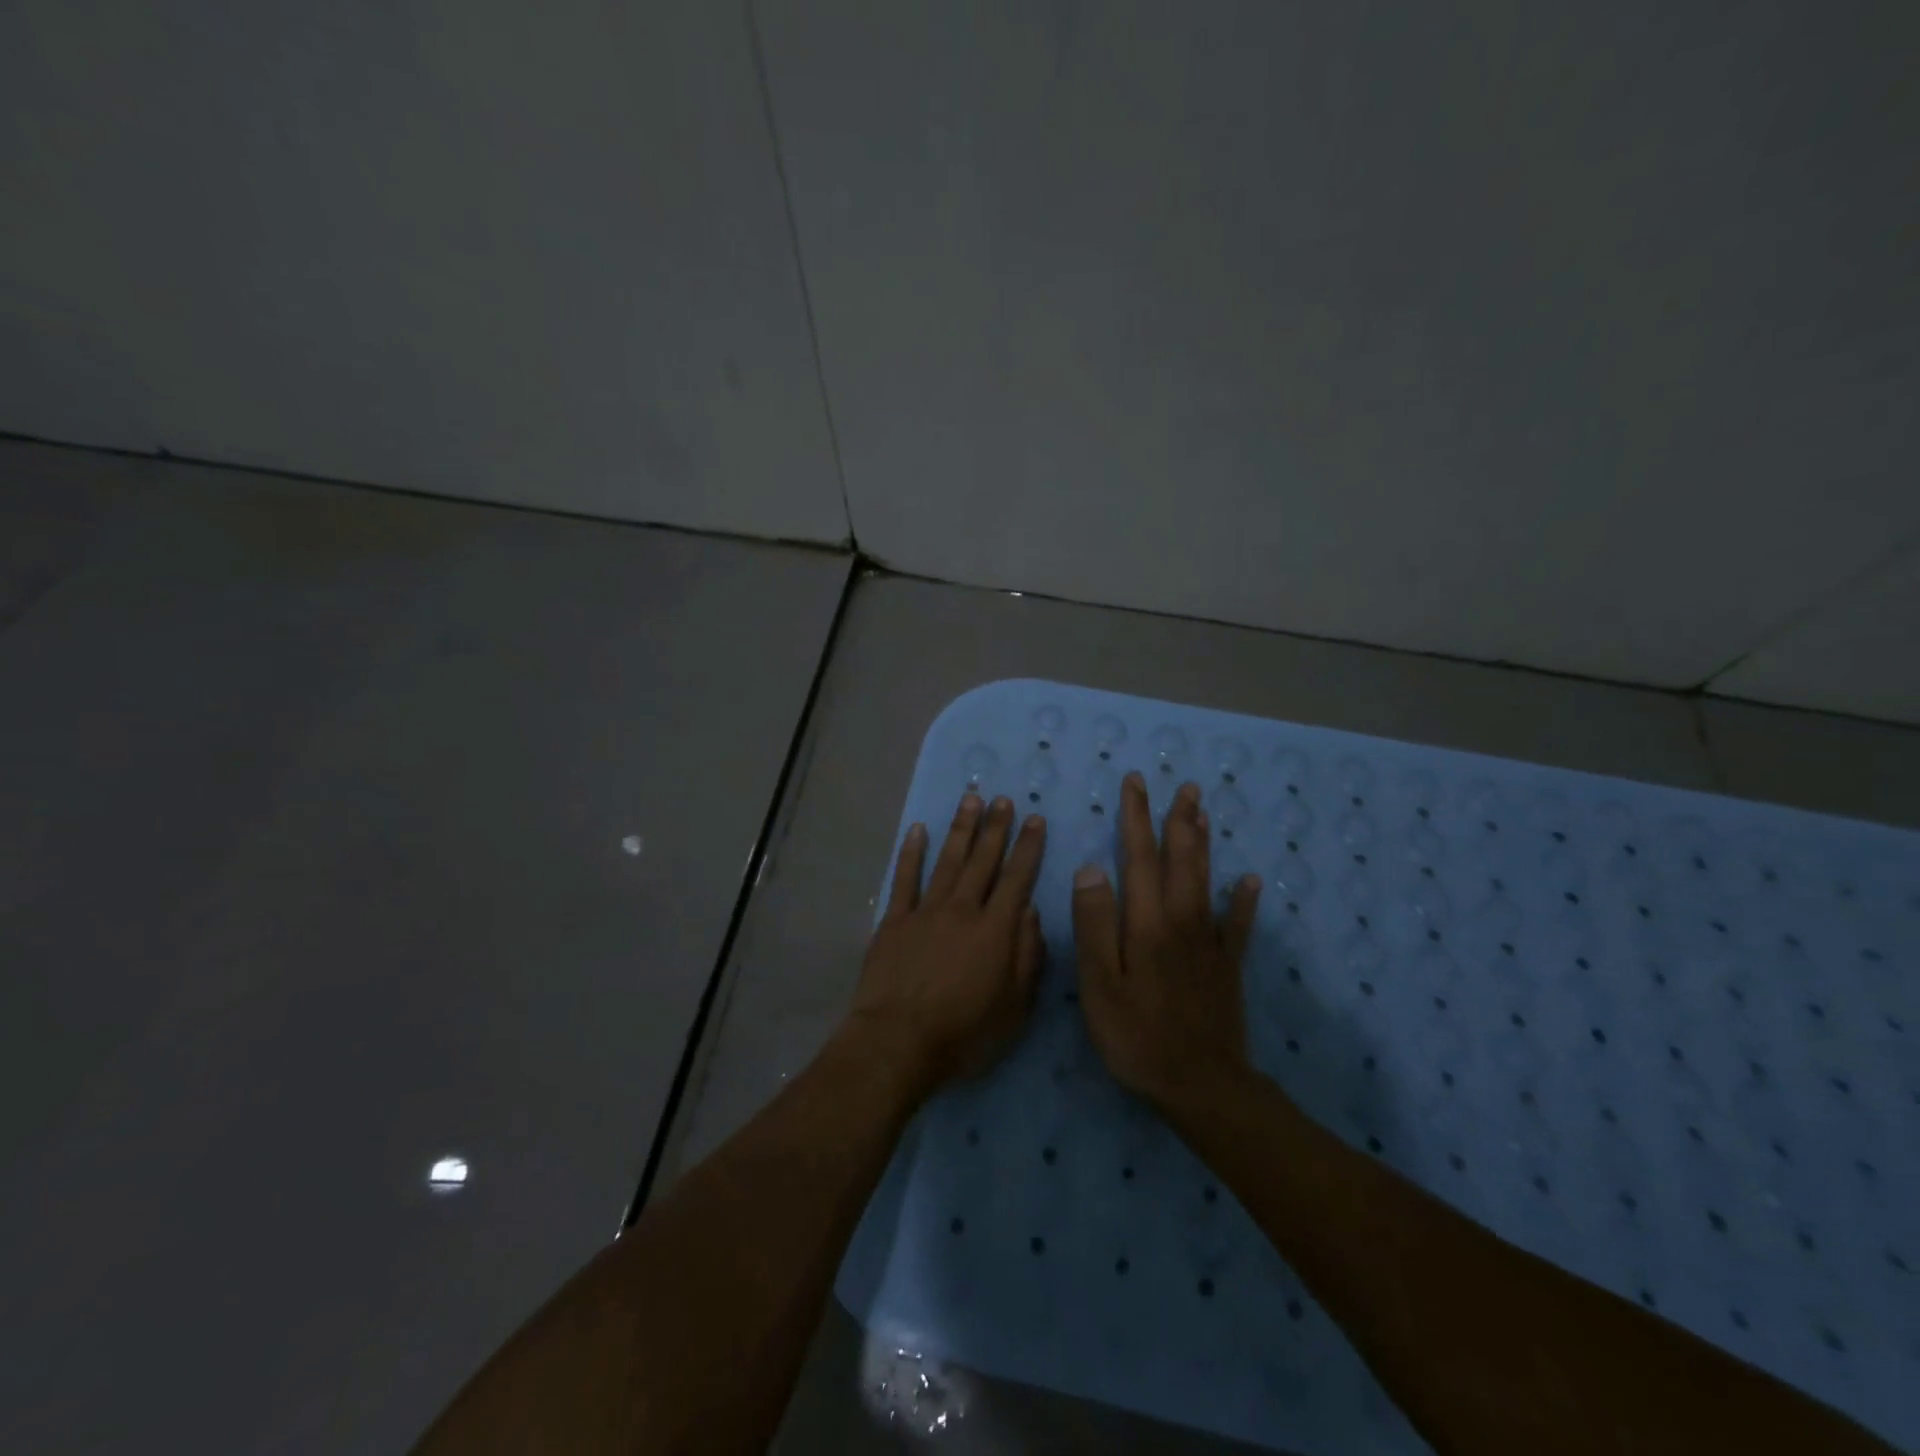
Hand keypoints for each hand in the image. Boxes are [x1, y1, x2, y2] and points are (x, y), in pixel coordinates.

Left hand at [847, 793, 1046, 1089]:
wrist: (898, 1040)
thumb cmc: (963, 1032)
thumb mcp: (1014, 1007)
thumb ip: (1028, 957)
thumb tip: (1033, 914)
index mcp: (995, 930)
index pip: (1017, 879)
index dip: (1028, 848)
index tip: (1036, 820)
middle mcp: (963, 910)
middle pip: (983, 861)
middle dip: (995, 828)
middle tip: (1002, 799)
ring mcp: (926, 911)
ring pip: (948, 860)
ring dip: (960, 829)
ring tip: (970, 799)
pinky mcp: (895, 920)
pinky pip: (905, 878)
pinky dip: (911, 853)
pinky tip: (917, 830)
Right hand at [1072, 774, 1261, 1112]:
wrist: (1200, 1086)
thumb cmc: (1136, 1035)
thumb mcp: (1100, 984)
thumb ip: (1095, 924)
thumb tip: (1091, 868)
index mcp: (1146, 922)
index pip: (1138, 857)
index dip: (1135, 818)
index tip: (1135, 783)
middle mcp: (1181, 920)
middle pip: (1179, 860)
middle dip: (1176, 820)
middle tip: (1181, 786)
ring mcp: (1208, 942)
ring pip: (1205, 880)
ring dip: (1203, 843)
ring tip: (1203, 812)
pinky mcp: (1226, 966)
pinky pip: (1237, 925)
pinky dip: (1243, 900)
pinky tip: (1250, 880)